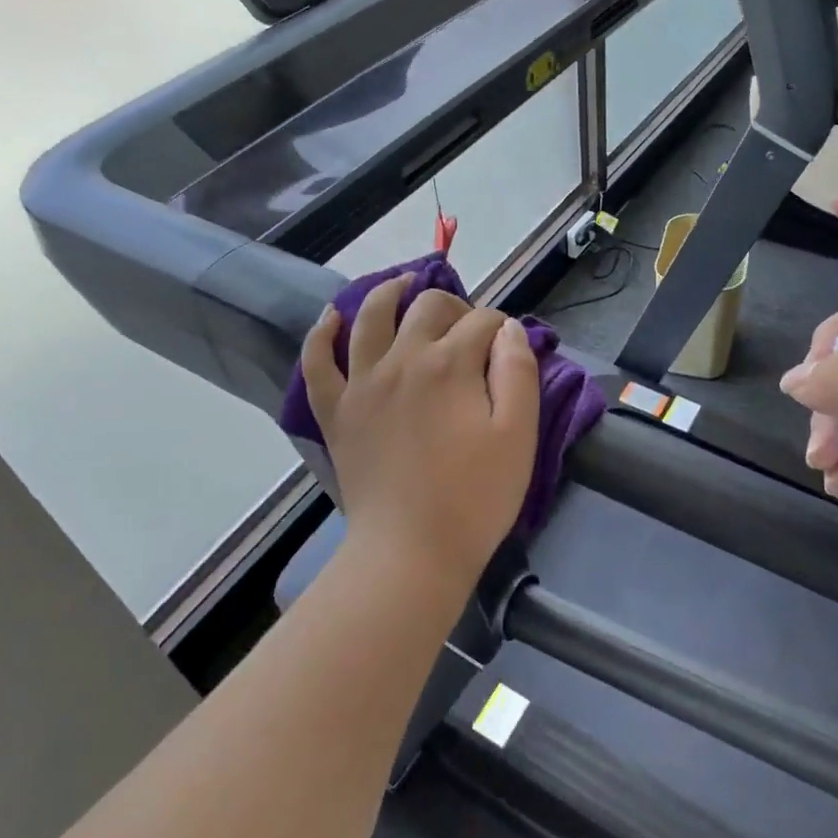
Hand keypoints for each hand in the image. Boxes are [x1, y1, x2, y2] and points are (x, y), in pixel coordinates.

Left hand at [302, 278, 540, 582]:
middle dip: (455, 306)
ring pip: (371, 316)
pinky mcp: (336, 411)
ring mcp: (362, 383)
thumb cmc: (475, 498)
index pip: (482, 322)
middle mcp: (402, 359)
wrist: (410, 553)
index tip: (511, 348)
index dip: (503, 327)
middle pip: (427, 306)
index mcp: (449, 364)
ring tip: (404, 285)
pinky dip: (323, 333)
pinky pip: (319, 361)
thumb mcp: (519, 436)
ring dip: (390, 292)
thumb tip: (509, 330)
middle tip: (469, 329)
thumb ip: (518, 372)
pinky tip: (334, 317)